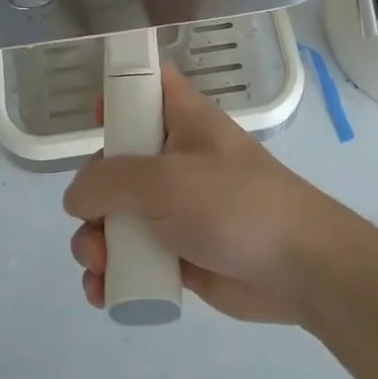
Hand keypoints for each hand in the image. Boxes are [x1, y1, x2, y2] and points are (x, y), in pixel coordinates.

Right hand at [63, 68, 364, 324]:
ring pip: (116, 216)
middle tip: (92, 221)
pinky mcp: (178, 253)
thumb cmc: (234, 205)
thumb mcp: (164, 181)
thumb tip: (77, 198)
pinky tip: (103, 292)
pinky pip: (132, 257)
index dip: (118, 91)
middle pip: (115, 162)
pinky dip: (113, 273)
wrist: (300, 269)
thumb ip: (108, 182)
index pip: (148, 86)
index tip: (94, 117)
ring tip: (99, 266)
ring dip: (95, 242)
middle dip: (90, 196)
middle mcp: (175, 160)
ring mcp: (176, 209)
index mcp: (182, 121)